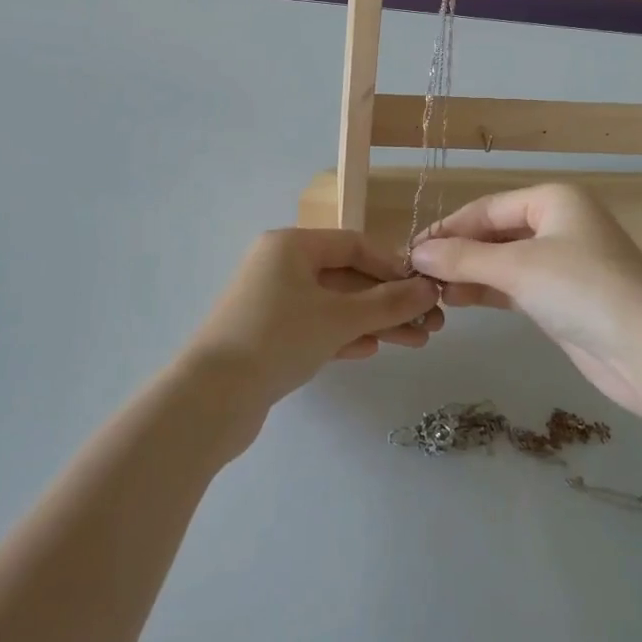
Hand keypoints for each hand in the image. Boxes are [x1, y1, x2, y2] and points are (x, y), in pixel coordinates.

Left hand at [187, 230, 442, 412]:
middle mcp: (280, 266)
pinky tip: (371, 350)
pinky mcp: (268, 336)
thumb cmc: (278, 338)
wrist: (211, 397)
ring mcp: (272, 302)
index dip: (393, 265)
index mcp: (291, 245)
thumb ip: (388, 303)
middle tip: (430, 324)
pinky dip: (344, 335)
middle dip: (389, 300)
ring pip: (334, 305)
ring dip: (374, 321)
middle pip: (346, 276)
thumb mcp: (339, 317)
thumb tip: (430, 289)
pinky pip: (316, 327)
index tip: (425, 289)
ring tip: (416, 342)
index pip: (354, 244)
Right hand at [410, 184, 641, 417]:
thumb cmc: (582, 290)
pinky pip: (515, 285)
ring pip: (503, 261)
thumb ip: (463, 258)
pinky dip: (487, 291)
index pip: (486, 208)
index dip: (448, 228)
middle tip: (417, 274)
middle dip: (457, 252)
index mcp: (553, 200)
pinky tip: (457, 301)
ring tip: (431, 291)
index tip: (411, 250)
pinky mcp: (563, 298)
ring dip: (469, 273)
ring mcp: (563, 262)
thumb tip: (416, 252)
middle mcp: (559, 224)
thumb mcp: (517, 268)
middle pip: (495, 233)